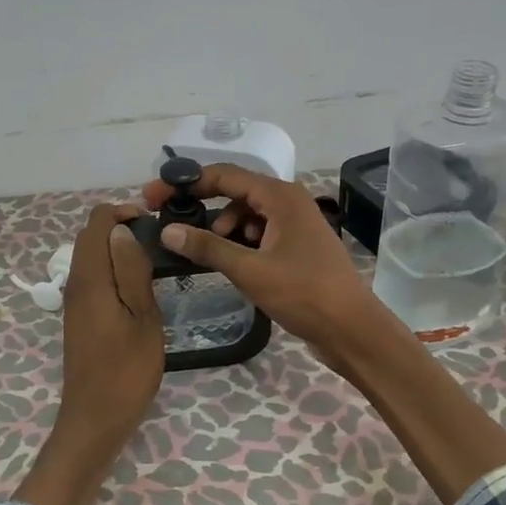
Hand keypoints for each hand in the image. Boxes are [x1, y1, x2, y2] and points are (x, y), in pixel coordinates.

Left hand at [57, 203, 163, 447]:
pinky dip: (112, 270)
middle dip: (121, 228)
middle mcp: (76, 284)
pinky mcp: (79, 317)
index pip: (97, 222)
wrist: (95, 418)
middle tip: (158, 243)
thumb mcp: (142, 318)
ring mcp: (74, 301)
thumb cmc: (126, 370)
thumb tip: (123, 231)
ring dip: (117, 250)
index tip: (154, 225)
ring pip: (91, 257)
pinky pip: (93, 278)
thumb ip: (132, 271)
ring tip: (153, 263)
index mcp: (90, 279)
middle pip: (90, 237)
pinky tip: (137, 288)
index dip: (123, 213)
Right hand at [141, 163, 386, 363]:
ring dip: (223, 228)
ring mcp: (295, 224)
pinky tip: (232, 262)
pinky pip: (260, 232)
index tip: (154, 196)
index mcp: (281, 196)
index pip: (224, 175)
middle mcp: (289, 201)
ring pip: (247, 214)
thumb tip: (168, 230)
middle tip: (170, 224)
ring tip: (209, 253)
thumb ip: (208, 247)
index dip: (186, 183)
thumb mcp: (250, 270)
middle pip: (235, 192)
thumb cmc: (303, 293)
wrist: (351, 328)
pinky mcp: (297, 246)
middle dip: (202, 206)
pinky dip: (241, 242)